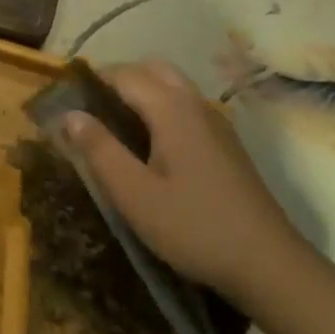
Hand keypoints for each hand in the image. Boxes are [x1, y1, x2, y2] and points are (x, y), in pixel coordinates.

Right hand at [57, 59, 305, 300]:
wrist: (269, 264)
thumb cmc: (194, 227)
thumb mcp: (134, 194)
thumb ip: (99, 150)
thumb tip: (69, 113)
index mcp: (171, 109)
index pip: (124, 74)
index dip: (92, 79)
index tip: (65, 97)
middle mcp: (196, 104)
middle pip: (152, 69)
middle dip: (118, 78)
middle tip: (90, 108)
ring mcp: (217, 122)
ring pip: (173, 86)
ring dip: (141, 90)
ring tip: (114, 124)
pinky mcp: (226, 143)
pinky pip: (186, 106)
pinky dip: (161, 106)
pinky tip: (150, 144)